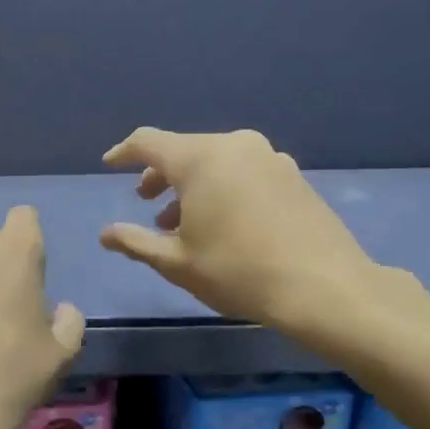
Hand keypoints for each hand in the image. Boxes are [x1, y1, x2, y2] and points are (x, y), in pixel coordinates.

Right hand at [99, 127, 402, 341]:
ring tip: (181, 223)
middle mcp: (235, 146)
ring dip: (191, 186)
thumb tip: (106, 234)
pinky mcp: (292, 174)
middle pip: (184, 150)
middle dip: (160, 176)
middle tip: (145, 204)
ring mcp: (269, 157)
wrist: (323, 286)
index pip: (148, 142)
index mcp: (200, 159)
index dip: (124, 153)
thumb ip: (135, 242)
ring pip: (216, 162)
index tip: (109, 164)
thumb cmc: (237, 271)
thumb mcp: (176, 262)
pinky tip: (222, 223)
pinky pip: (243, 171)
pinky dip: (222, 188)